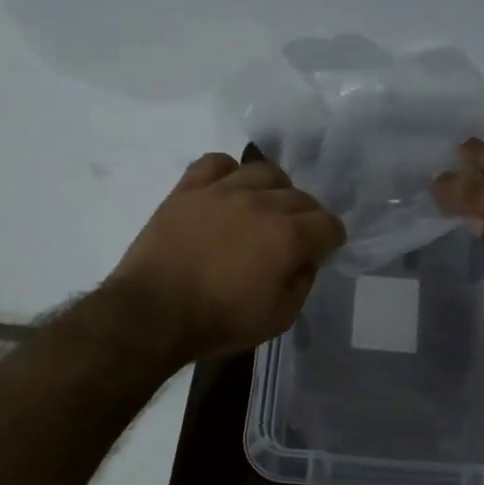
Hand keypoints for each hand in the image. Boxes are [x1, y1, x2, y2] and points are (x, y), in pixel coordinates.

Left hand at [108, 154, 345, 360]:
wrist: (153, 313)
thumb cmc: (219, 322)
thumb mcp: (278, 318)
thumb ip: (302, 282)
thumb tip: (307, 258)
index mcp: (288, 236)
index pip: (328, 223)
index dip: (330, 239)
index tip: (322, 251)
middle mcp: (262, 203)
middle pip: (300, 196)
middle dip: (306, 217)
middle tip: (293, 237)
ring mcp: (223, 190)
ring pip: (264, 171)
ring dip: (274, 189)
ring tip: (264, 208)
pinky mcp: (189, 188)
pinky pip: (216, 162)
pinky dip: (229, 172)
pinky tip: (227, 191)